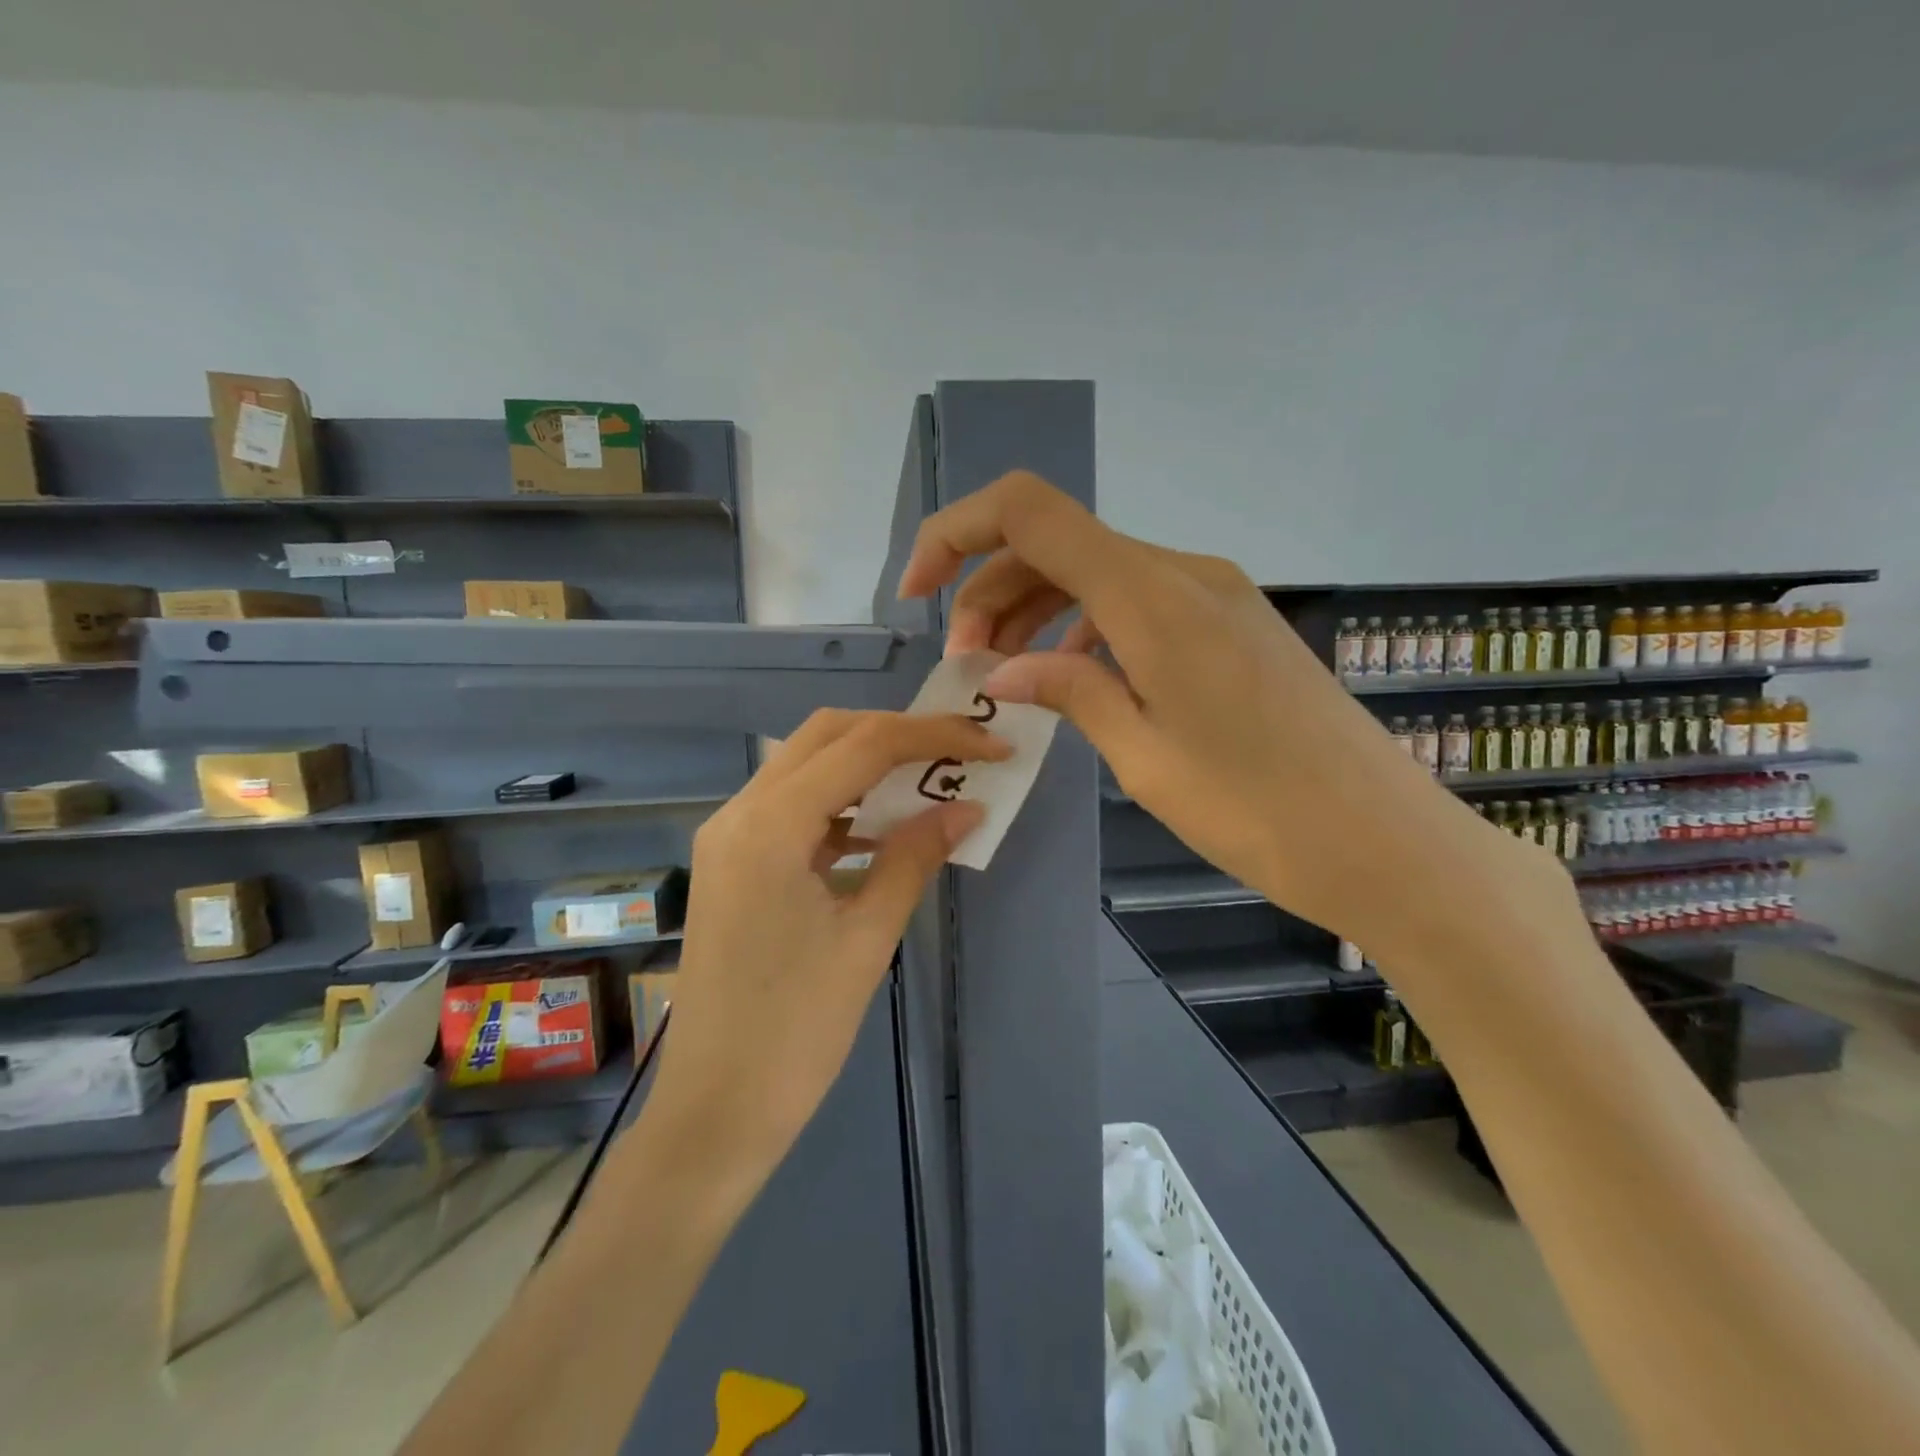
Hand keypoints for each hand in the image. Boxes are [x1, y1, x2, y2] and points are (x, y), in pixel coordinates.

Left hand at [651, 710, 1006, 1171]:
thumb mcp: (868, 937)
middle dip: (897, 733)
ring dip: (868, 762)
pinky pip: (792, 806)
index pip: (862, 745)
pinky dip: (841, 801)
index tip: (991, 745)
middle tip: (959, 752)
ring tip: (930, 780)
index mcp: (769, 824)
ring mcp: (729, 836)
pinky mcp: (732, 862)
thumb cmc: (796, 1031)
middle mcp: (739, 812)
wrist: (715, 1111)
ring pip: (806, 764)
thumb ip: (915, 857)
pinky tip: (881, 827)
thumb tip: (966, 807)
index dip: (934, 736)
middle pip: (826, 735)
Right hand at [897, 471, 1539, 953]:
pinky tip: (1075, 679)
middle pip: (1057, 543)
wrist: (1384, 840)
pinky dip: (1087, 628)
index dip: (955, 533)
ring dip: (1037, 611)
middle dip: (990, 591)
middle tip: (967, 666)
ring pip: (1096, 573)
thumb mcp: (1143, 756)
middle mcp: (1183, 573)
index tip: (915, 594)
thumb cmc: (1257, 810)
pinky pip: (1138, 603)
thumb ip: (1070, 692)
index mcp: (1152, 595)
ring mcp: (1214, 595)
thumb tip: (1011, 668)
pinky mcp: (1232, 625)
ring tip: (1007, 674)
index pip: (1030, 512)